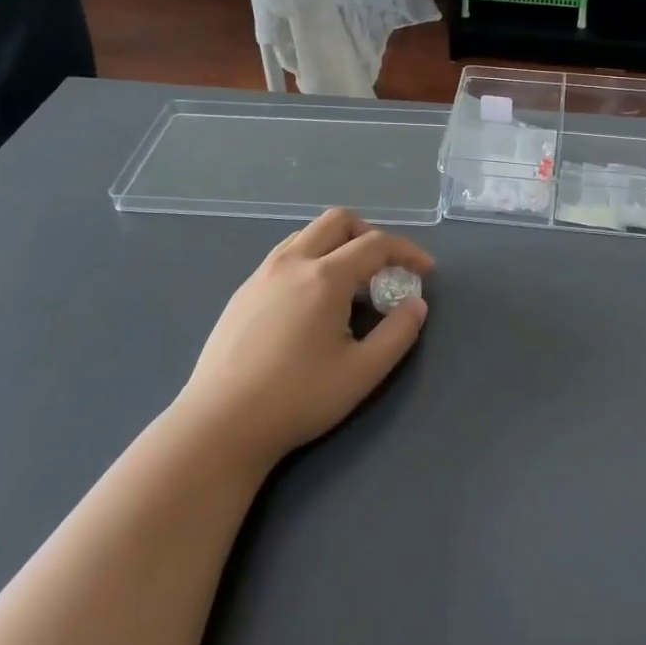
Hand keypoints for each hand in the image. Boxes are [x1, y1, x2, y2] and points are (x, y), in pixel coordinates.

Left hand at [179, 209, 433, 470]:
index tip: (425, 272)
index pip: (376, 244)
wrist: (220, 424)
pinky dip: (312, 259)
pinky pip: (286, 255)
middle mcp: (293, 262)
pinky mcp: (243, 291)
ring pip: (308, 234)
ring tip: (351, 285)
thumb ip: (398, 333)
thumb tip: (416, 304)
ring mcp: (262, 274)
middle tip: (386, 269)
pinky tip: (312, 301)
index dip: (407, 252)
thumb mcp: (362, 372)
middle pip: (338, 221)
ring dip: (338, 244)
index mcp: (325, 277)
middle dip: (370, 235)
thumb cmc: (297, 398)